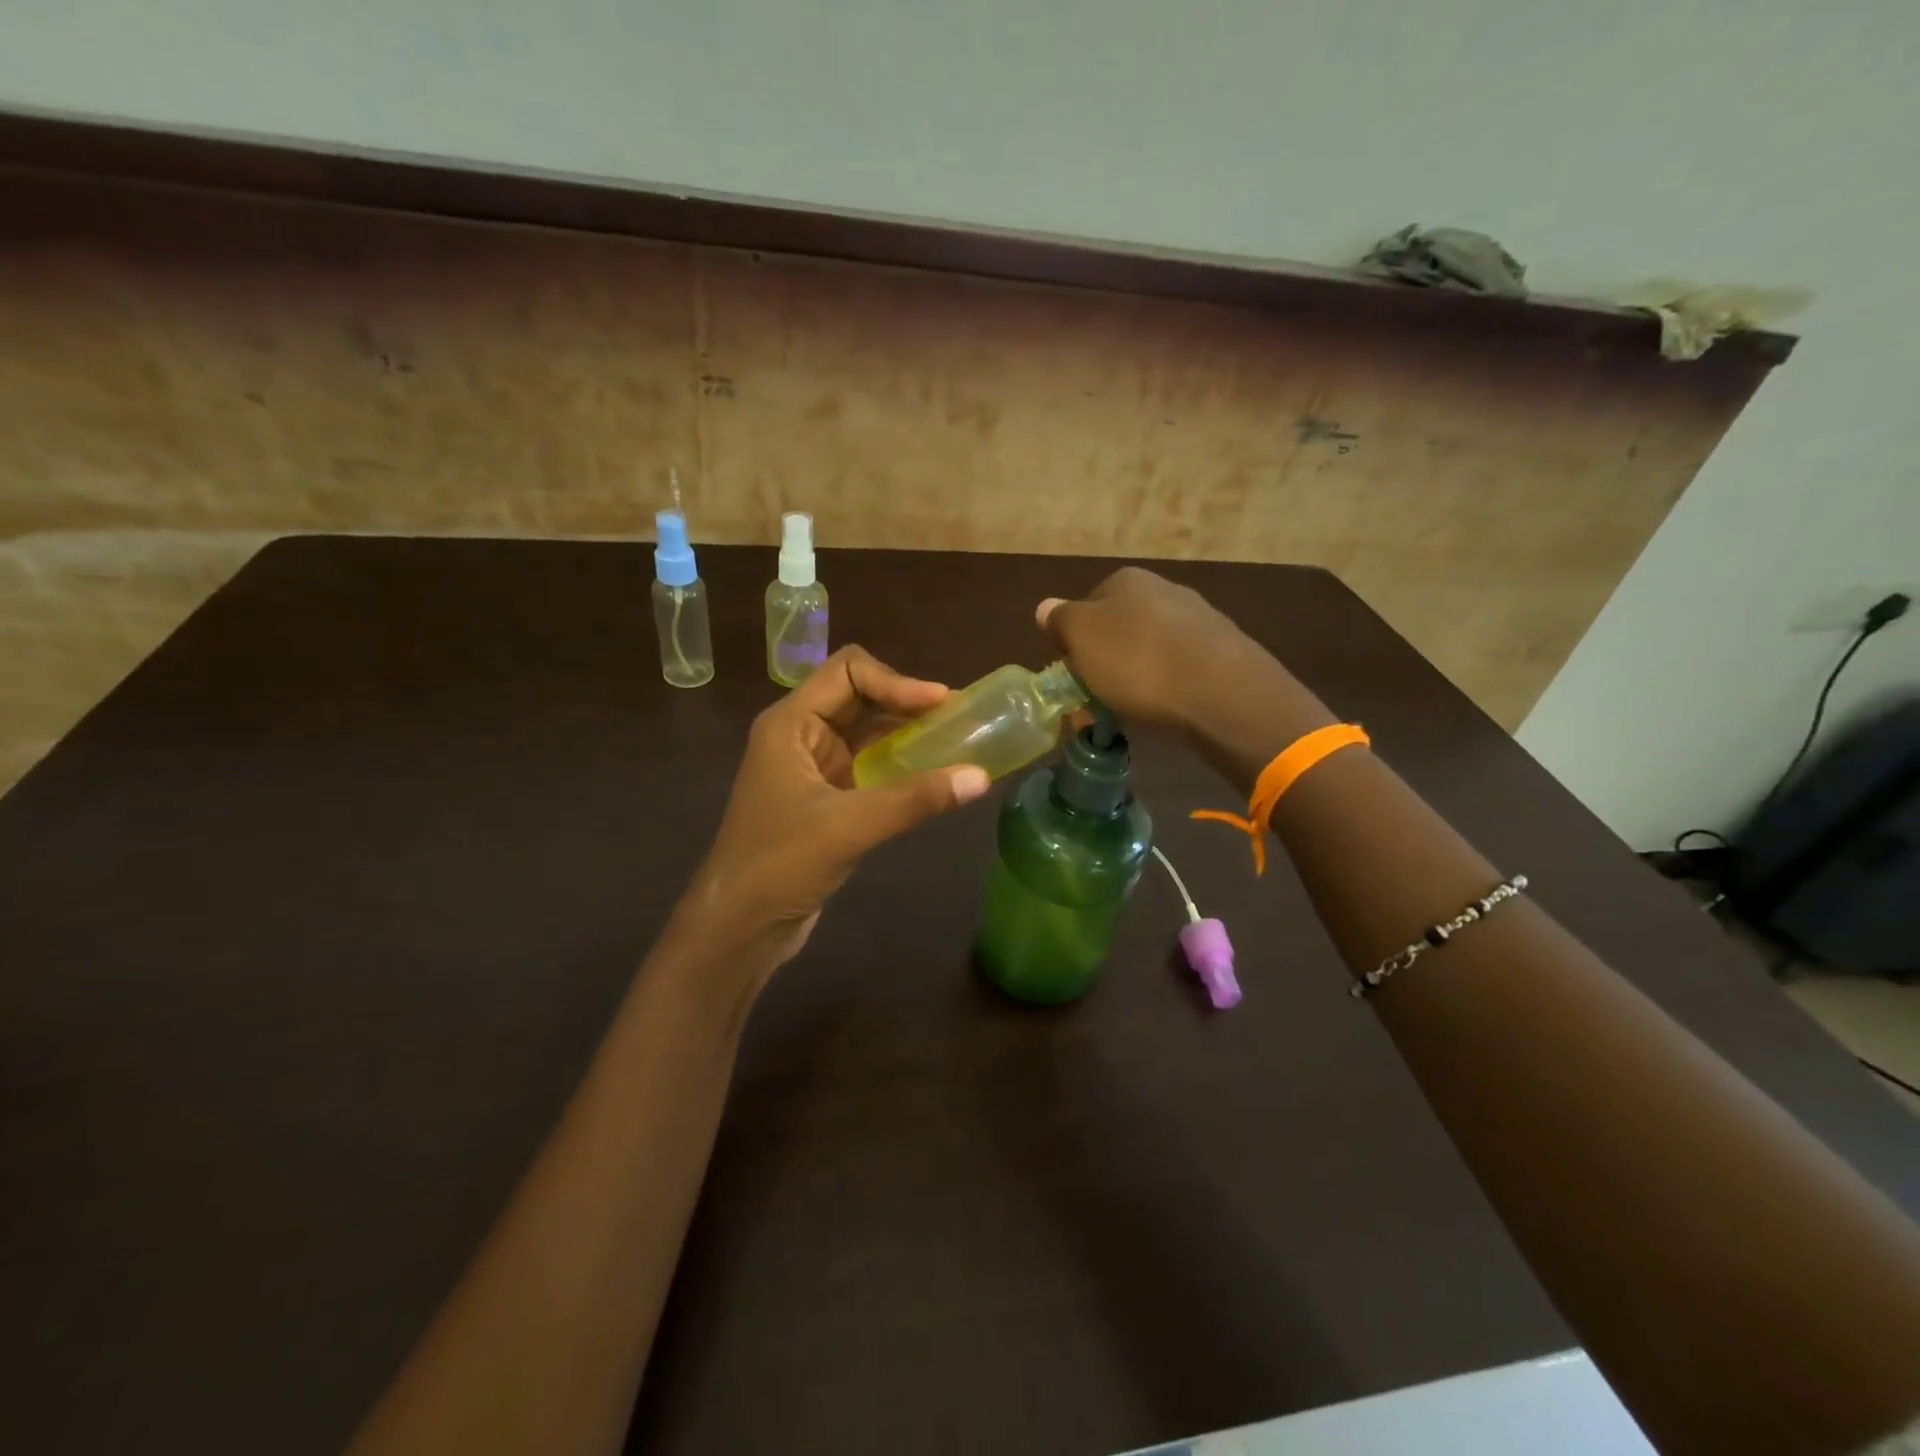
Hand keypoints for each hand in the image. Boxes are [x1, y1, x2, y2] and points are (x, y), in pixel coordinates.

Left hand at [673, 646, 990, 976]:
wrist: (739, 926)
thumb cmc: (780, 864)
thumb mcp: (849, 827)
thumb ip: (915, 799)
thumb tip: (982, 777)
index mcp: (791, 724)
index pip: (848, 671)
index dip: (897, 680)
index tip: (941, 703)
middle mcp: (801, 734)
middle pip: (860, 694)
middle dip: (908, 702)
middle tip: (960, 717)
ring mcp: (813, 766)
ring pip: (867, 730)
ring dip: (908, 732)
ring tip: (957, 740)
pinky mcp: (826, 796)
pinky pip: (869, 764)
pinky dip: (901, 763)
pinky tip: (934, 775)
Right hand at [1037, 567, 1264, 734]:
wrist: (1220, 692)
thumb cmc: (1137, 661)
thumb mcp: (1081, 638)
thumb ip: (1060, 620)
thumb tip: (1046, 607)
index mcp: (1126, 580)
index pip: (1086, 606)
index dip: (1075, 641)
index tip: (1074, 674)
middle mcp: (1165, 589)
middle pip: (1120, 627)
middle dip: (1107, 660)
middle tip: (1098, 696)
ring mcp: (1199, 618)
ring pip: (1151, 648)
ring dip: (1137, 674)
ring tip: (1132, 708)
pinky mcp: (1223, 651)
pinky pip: (1181, 667)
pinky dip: (1168, 685)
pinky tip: (1167, 707)